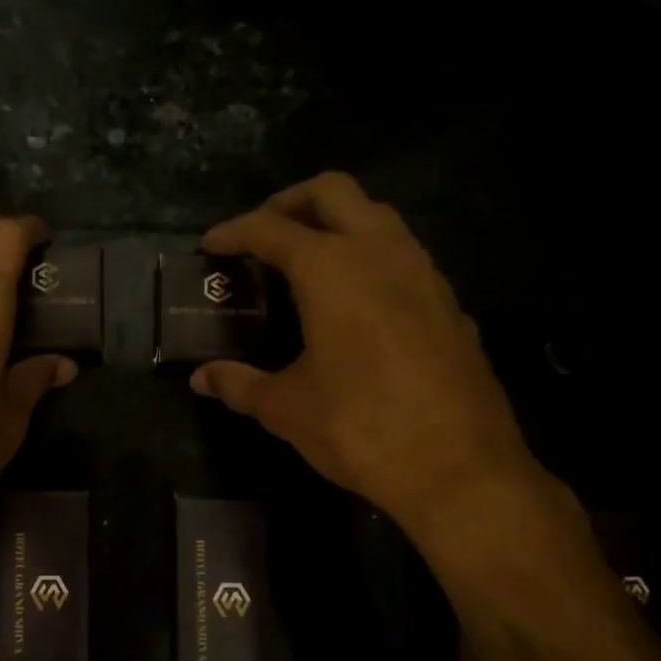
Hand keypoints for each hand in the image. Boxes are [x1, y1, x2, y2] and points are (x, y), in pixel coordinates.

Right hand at [191, 173, 540, 538]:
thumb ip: (239, 384)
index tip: (210, 244)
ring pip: (377, 216)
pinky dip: (370, 256)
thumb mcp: (287, 408)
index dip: (234, 232)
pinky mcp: (449, 303)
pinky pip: (404, 254)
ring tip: (306, 262)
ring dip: (337, 222)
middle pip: (333, 192)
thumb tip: (202, 379)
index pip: (272, 229)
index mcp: (332, 270)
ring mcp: (424, 274)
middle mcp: (381, 254)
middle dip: (290, 202)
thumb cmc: (360, 429)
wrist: (459, 469)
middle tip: (262, 234)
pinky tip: (356, 302)